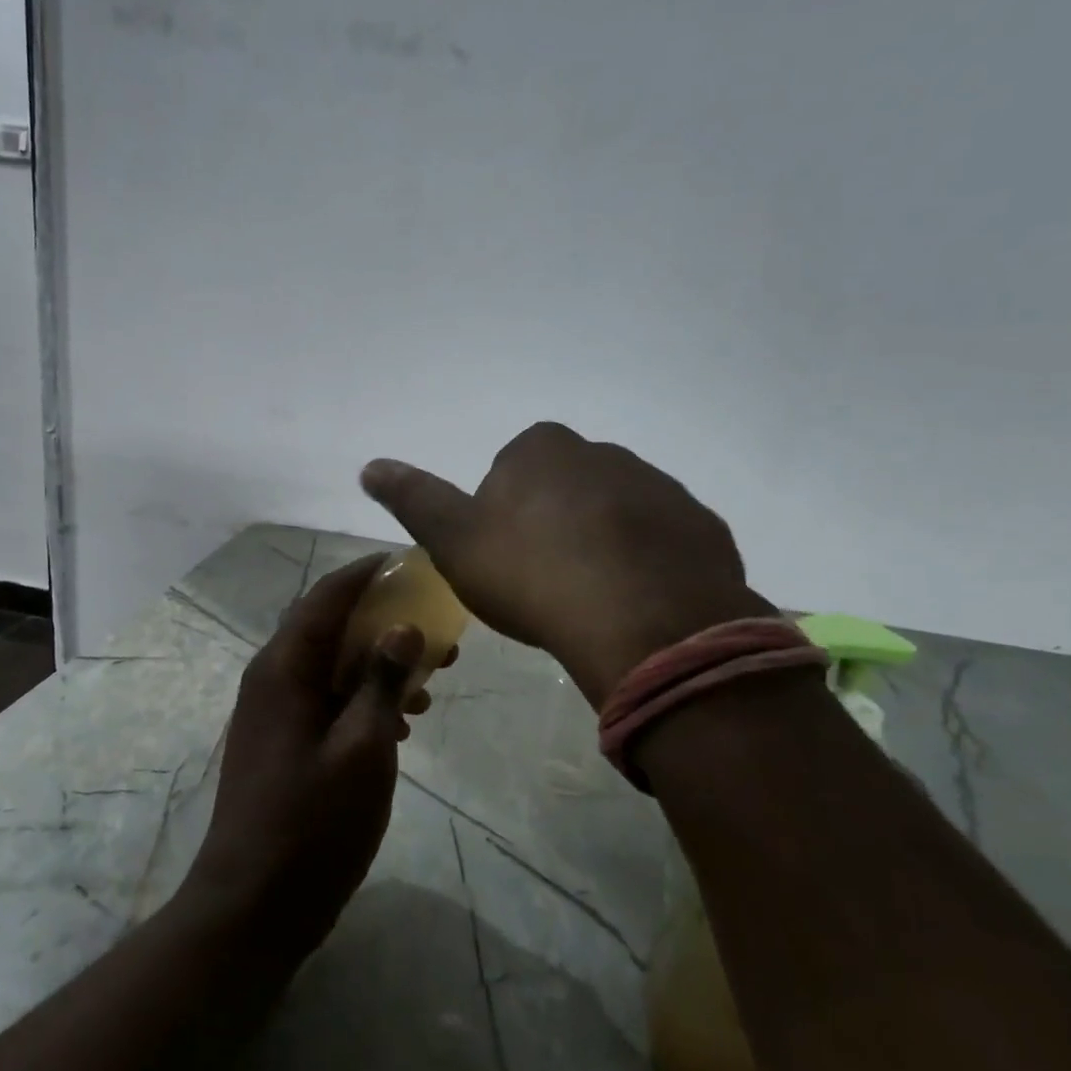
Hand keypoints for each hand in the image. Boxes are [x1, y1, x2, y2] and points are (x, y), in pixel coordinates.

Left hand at [183, 554, 434, 963]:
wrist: (254, 906)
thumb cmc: (312, 825)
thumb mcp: (363, 749)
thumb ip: (383, 682)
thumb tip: (403, 628)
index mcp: (284, 668)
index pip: (327, 598)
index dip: (367, 574)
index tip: (409, 564)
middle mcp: (272, 678)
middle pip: (331, 628)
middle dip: (384, 623)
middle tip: (437, 632)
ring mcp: (275, 712)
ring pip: (333, 666)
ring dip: (380, 665)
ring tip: (431, 680)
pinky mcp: (283, 742)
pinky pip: (328, 700)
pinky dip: (364, 698)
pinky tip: (402, 724)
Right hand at [362, 422, 771, 707]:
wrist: (640, 621)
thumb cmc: (531, 574)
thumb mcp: (454, 540)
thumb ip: (414, 498)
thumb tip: (369, 465)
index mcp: (542, 449)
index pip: (509, 470)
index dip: (500, 515)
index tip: (502, 560)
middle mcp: (604, 453)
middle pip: (564, 488)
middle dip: (553, 524)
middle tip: (543, 583)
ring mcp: (660, 487)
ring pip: (616, 513)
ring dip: (601, 544)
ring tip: (590, 600)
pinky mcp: (700, 526)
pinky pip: (661, 542)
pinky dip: (646, 564)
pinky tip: (634, 604)